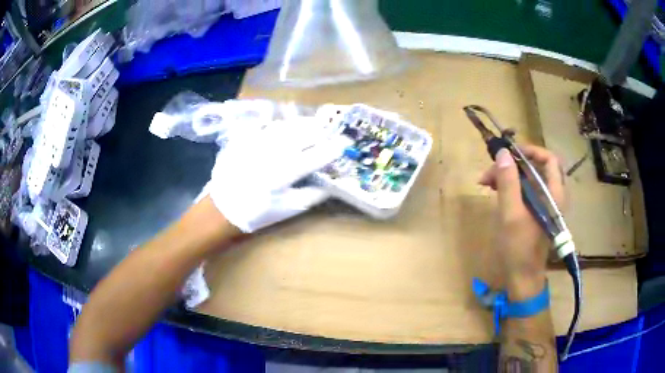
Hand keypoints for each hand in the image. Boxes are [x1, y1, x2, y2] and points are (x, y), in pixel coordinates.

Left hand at [207, 118, 347, 232]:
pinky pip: (266, 124)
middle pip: (304, 133)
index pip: (318, 155)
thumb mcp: (289, 209)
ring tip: (311, 127)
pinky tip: (284, 128)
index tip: (345, 144)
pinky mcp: (244, 138)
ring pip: (287, 124)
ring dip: (302, 124)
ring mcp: (257, 141)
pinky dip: (279, 124)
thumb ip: (313, 195)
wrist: (222, 208)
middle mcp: (273, 151)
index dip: (334, 149)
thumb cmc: (258, 212)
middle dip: (321, 132)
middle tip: (329, 134)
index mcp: (286, 172)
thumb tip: (332, 184)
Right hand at [479, 145, 564, 299]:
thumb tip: (503, 153)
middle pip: (536, 167)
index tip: (509, 153)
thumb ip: (508, 182)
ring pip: (529, 179)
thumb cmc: (519, 248)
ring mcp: (544, 204)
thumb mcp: (511, 214)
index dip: (530, 151)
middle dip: (513, 164)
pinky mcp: (536, 212)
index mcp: (553, 194)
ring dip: (509, 175)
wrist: (522, 277)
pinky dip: (511, 187)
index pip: (549, 159)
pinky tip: (496, 191)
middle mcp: (552, 195)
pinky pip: (525, 191)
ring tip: (488, 181)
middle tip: (492, 170)